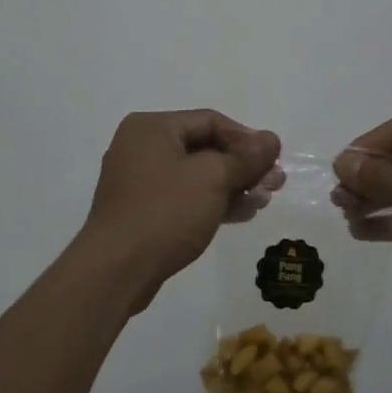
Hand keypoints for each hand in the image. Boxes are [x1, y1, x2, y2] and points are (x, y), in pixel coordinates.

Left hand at [78, 110, 282, 315]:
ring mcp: (139, 182)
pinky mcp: (142, 212)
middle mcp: (142, 147)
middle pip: (205, 148)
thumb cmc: (165, 212)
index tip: (274, 159)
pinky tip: (242, 213)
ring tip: (264, 200)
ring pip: (197, 176)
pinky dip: (213, 202)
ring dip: (233, 186)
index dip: (247, 138)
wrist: (116, 271)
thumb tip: (272, 139)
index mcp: (152, 127)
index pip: (210, 121)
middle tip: (275, 183)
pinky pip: (185, 198)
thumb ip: (246, 157)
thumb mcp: (213, 178)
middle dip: (243, 166)